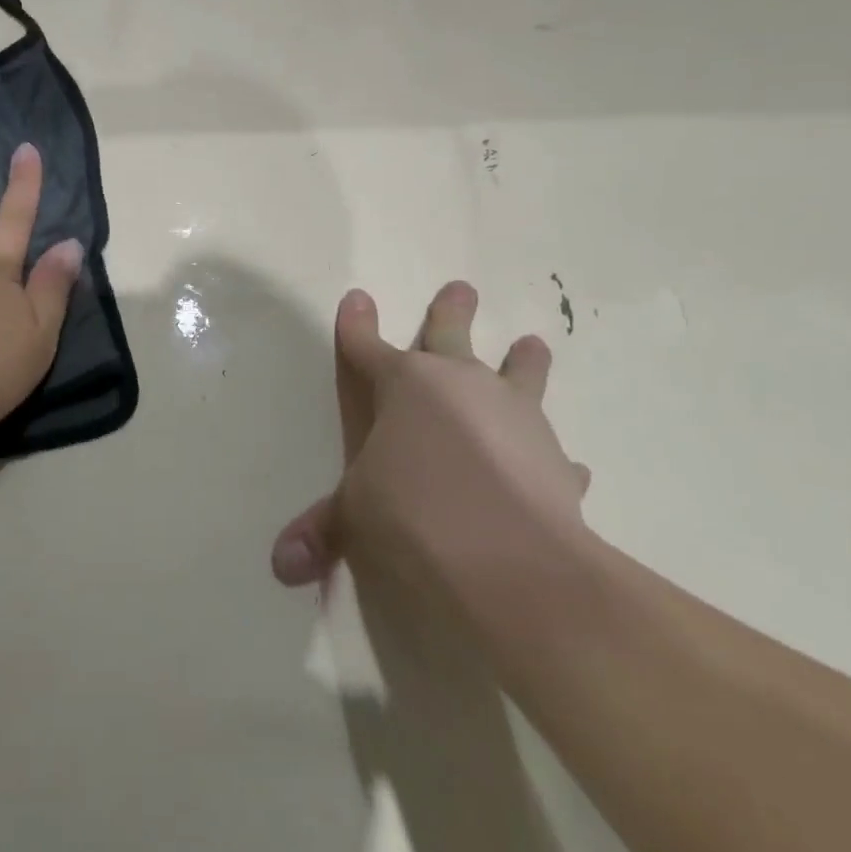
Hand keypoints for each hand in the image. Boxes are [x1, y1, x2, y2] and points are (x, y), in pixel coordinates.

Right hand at [270, 281, 590, 591]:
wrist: (513, 563)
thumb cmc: (415, 514)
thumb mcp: (356, 517)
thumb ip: (323, 530)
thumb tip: (281, 564)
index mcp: (404, 386)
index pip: (366, 346)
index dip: (356, 324)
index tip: (356, 298)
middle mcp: (460, 387)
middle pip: (450, 335)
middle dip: (450, 311)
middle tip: (461, 287)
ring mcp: (514, 419)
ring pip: (520, 375)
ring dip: (523, 362)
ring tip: (532, 344)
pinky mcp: (555, 464)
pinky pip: (553, 452)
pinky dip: (553, 457)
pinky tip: (569, 466)